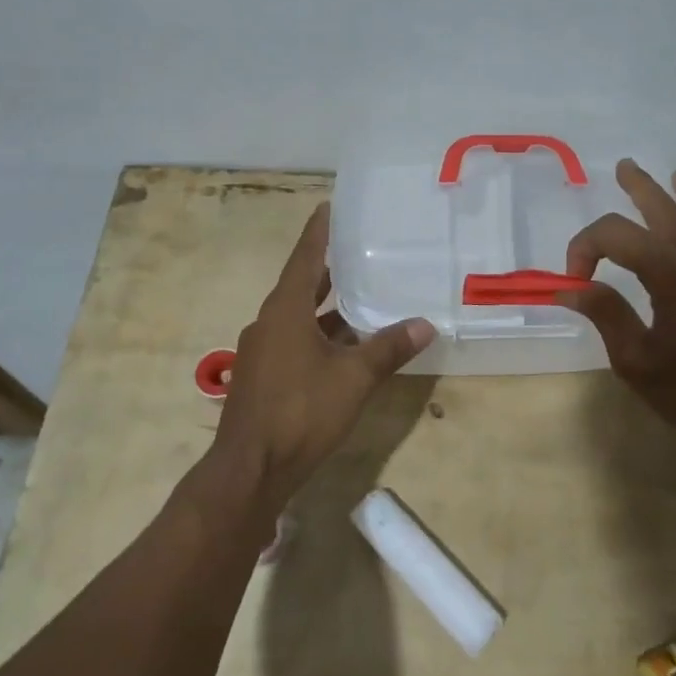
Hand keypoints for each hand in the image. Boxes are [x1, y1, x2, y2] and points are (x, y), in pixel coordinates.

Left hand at [214, 201, 434, 502]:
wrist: (251, 470)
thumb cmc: (301, 411)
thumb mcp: (354, 377)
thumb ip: (389, 348)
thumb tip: (425, 324)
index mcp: (285, 310)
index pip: (304, 257)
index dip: (319, 232)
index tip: (329, 206)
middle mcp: (269, 323)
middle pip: (301, 285)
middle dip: (329, 269)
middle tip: (359, 250)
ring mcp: (263, 352)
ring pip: (301, 318)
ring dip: (329, 310)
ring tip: (365, 298)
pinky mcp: (265, 378)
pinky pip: (297, 343)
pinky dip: (322, 337)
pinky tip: (349, 349)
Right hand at [560, 160, 675, 454]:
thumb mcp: (635, 360)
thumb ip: (605, 314)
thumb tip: (570, 287)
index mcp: (667, 273)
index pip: (613, 236)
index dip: (584, 249)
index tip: (574, 283)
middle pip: (659, 207)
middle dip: (635, 187)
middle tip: (618, 169)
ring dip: (672, 189)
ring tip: (661, 172)